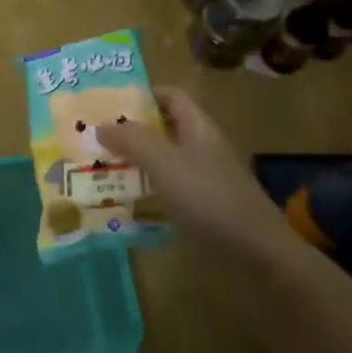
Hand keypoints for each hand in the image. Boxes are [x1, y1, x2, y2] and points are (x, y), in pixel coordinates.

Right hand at [97, 87, 286, 262]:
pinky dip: (145, 196)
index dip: (142, 94)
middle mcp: (201, 149)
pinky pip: (167, 195)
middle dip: (130, 132)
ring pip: (162, 164)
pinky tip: (122, 206)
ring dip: (134, 165)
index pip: (170, 96)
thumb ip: (132, 140)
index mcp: (198, 127)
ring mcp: (204, 183)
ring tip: (97, 170)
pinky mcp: (202, 213)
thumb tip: (101, 124)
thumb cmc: (210, 198)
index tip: (108, 103)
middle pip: (163, 130)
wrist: (259, 257)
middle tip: (92, 138)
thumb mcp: (165, 163)